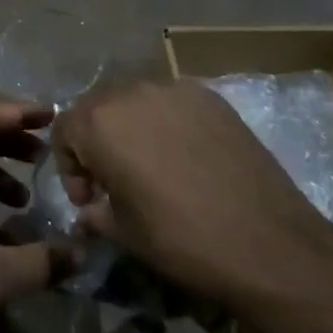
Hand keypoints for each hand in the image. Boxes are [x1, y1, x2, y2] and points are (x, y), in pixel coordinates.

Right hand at [53, 80, 332, 318]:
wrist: (268, 243)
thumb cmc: (183, 240)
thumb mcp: (124, 234)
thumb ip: (95, 213)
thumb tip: (88, 211)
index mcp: (101, 122)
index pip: (64, 127)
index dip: (69, 164)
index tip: (89, 198)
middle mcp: (132, 92)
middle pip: (98, 107)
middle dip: (96, 141)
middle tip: (114, 181)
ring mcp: (175, 89)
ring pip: (134, 101)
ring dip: (131, 128)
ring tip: (151, 166)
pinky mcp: (210, 96)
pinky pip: (171, 102)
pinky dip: (166, 123)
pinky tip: (185, 158)